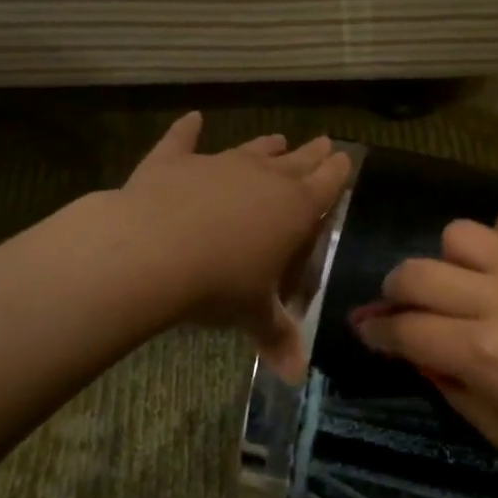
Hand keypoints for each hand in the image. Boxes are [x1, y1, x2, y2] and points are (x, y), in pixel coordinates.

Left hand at [117, 112, 351, 379]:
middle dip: (312, 153)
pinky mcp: (174, 162)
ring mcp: (218, 164)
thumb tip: (296, 378)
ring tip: (277, 137)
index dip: (337, 171)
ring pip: (250, 150)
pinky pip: (183, 140)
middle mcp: (262, 178)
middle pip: (296, 160)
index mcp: (293, 208)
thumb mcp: (252, 314)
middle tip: (325, 142)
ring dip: (265, 145)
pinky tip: (192, 118)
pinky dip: (187, 130)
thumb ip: (277, 338)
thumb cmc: (219, 283)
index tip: (345, 157)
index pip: (326, 183)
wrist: (153, 250)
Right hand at [353, 204, 497, 496]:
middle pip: (416, 272)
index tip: (368, 331)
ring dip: (450, 261)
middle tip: (408, 308)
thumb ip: (452, 387)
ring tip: (467, 282)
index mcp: (483, 353)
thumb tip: (420, 352)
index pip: (403, 329)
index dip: (376, 331)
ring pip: (459, 234)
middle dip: (396, 291)